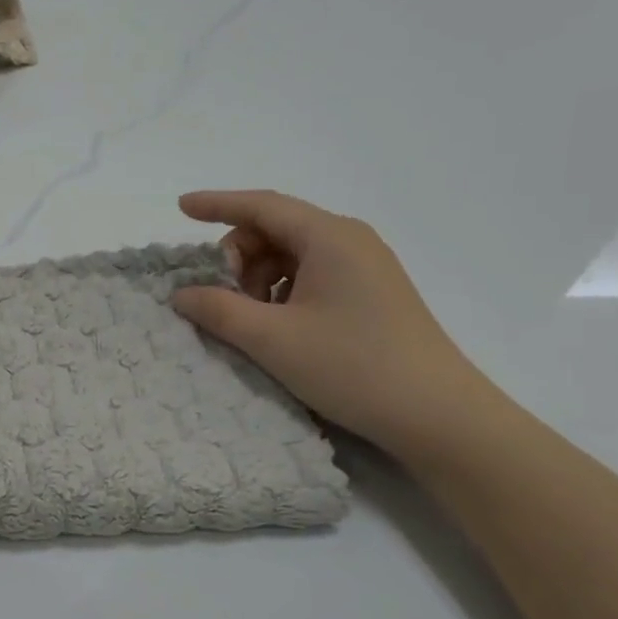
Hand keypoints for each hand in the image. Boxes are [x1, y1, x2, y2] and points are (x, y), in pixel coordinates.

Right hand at [172, 190, 492, 456]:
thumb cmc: (352, 366)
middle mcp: (349, 240)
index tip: (180, 206)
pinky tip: (280, 327)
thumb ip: (219, 310)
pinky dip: (283, 292)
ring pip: (292, 255)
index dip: (217, 203)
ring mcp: (365, 267)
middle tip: (223, 298)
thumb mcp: (272, 339)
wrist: (437, 415)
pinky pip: (313, 275)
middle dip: (238, 256)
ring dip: (259, 278)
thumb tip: (181, 294)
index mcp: (329, 237)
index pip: (261, 206)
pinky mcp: (371, 293)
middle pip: (275, 229)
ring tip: (253, 321)